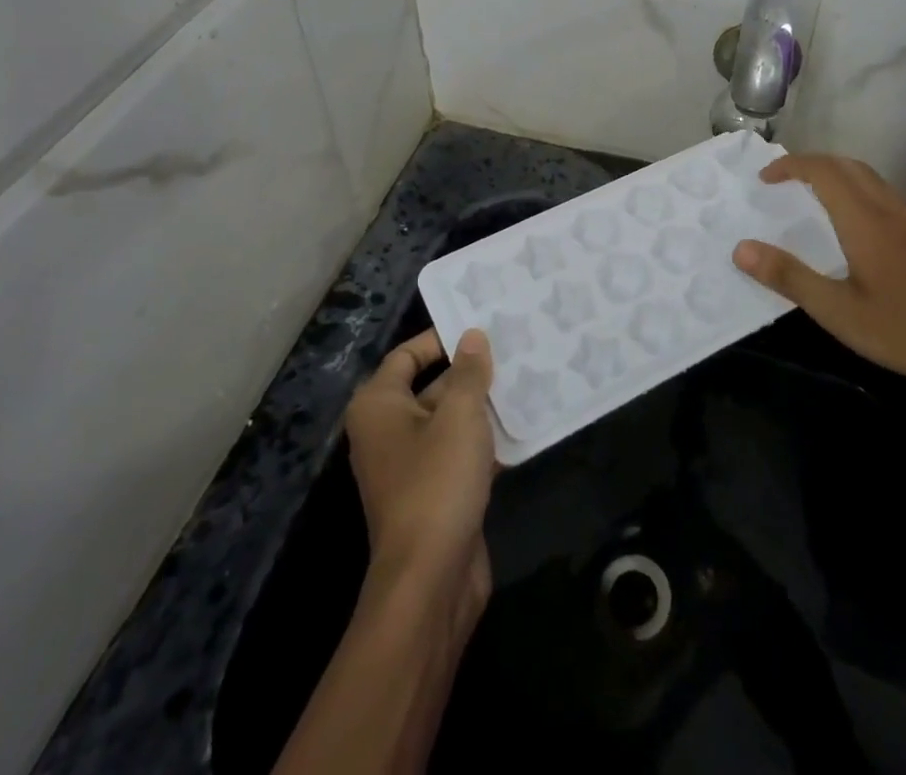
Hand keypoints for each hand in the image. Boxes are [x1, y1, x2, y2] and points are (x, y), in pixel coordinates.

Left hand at [344, 328, 497, 616]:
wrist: (430, 581)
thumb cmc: (436, 482)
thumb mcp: (459, 416)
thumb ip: (468, 372)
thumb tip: (472, 335)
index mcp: (379, 406)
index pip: (408, 355)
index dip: (441, 338)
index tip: (481, 324)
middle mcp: (388, 431)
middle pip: (431, 386)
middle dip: (470, 370)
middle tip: (513, 346)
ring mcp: (411, 465)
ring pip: (450, 420)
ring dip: (483, 405)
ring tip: (526, 376)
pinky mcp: (435, 493)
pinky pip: (460, 452)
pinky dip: (485, 439)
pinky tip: (523, 425)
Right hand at [732, 154, 905, 397]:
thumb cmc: (905, 330)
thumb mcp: (838, 312)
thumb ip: (789, 278)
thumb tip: (741, 248)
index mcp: (865, 221)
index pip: (823, 171)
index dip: (791, 166)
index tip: (764, 179)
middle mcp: (889, 210)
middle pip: (848, 165)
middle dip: (811, 164)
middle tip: (783, 182)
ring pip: (869, 178)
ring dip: (835, 174)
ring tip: (810, 195)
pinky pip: (883, 194)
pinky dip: (855, 189)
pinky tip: (851, 223)